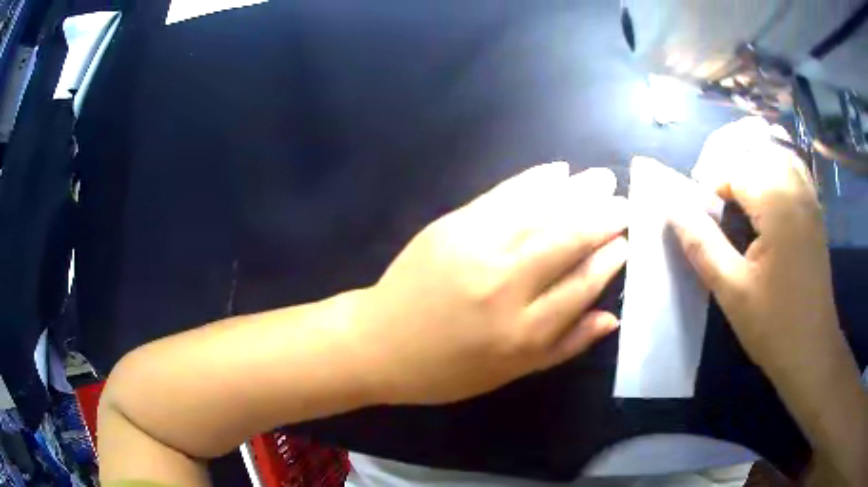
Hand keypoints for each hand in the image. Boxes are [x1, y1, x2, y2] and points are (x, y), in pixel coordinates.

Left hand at [351, 162, 627, 404]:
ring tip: (603, 180)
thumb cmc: (447, 370)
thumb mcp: (511, 373)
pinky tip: (557, 171)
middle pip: (568, 240)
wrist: (379, 343)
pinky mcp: (453, 226)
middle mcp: (507, 285)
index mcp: (524, 332)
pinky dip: (534, 180)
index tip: (626, 241)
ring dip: (577, 191)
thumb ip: (565, 346)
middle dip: (603, 217)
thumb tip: (612, 317)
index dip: (609, 259)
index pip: (582, 283)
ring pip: (541, 212)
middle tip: (624, 203)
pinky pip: (503, 196)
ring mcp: (477, 248)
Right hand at [670, 117, 838, 377]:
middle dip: (730, 171)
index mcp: (777, 205)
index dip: (710, 188)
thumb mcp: (732, 290)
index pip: (734, 171)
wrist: (812, 351)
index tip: (700, 218)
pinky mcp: (815, 212)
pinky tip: (765, 199)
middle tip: (716, 207)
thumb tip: (672, 207)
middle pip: (755, 155)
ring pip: (775, 157)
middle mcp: (796, 190)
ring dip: (752, 168)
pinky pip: (792, 171)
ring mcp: (810, 200)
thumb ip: (702, 243)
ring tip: (737, 199)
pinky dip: (774, 172)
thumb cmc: (773, 326)